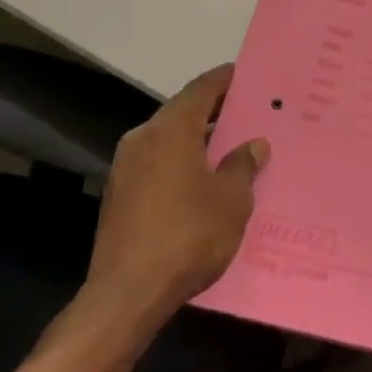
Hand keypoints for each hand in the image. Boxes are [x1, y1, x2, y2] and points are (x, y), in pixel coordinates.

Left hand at [83, 63, 268, 327]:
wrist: (127, 296)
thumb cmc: (188, 235)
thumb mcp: (232, 199)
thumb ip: (243, 165)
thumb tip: (253, 144)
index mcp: (171, 128)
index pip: (202, 89)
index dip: (226, 80)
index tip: (247, 76)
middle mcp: (143, 138)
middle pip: (183, 113)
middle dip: (215, 113)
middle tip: (248, 116)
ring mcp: (125, 169)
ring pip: (169, 141)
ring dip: (197, 142)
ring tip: (230, 151)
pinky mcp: (118, 197)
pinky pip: (157, 166)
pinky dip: (180, 165)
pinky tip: (203, 185)